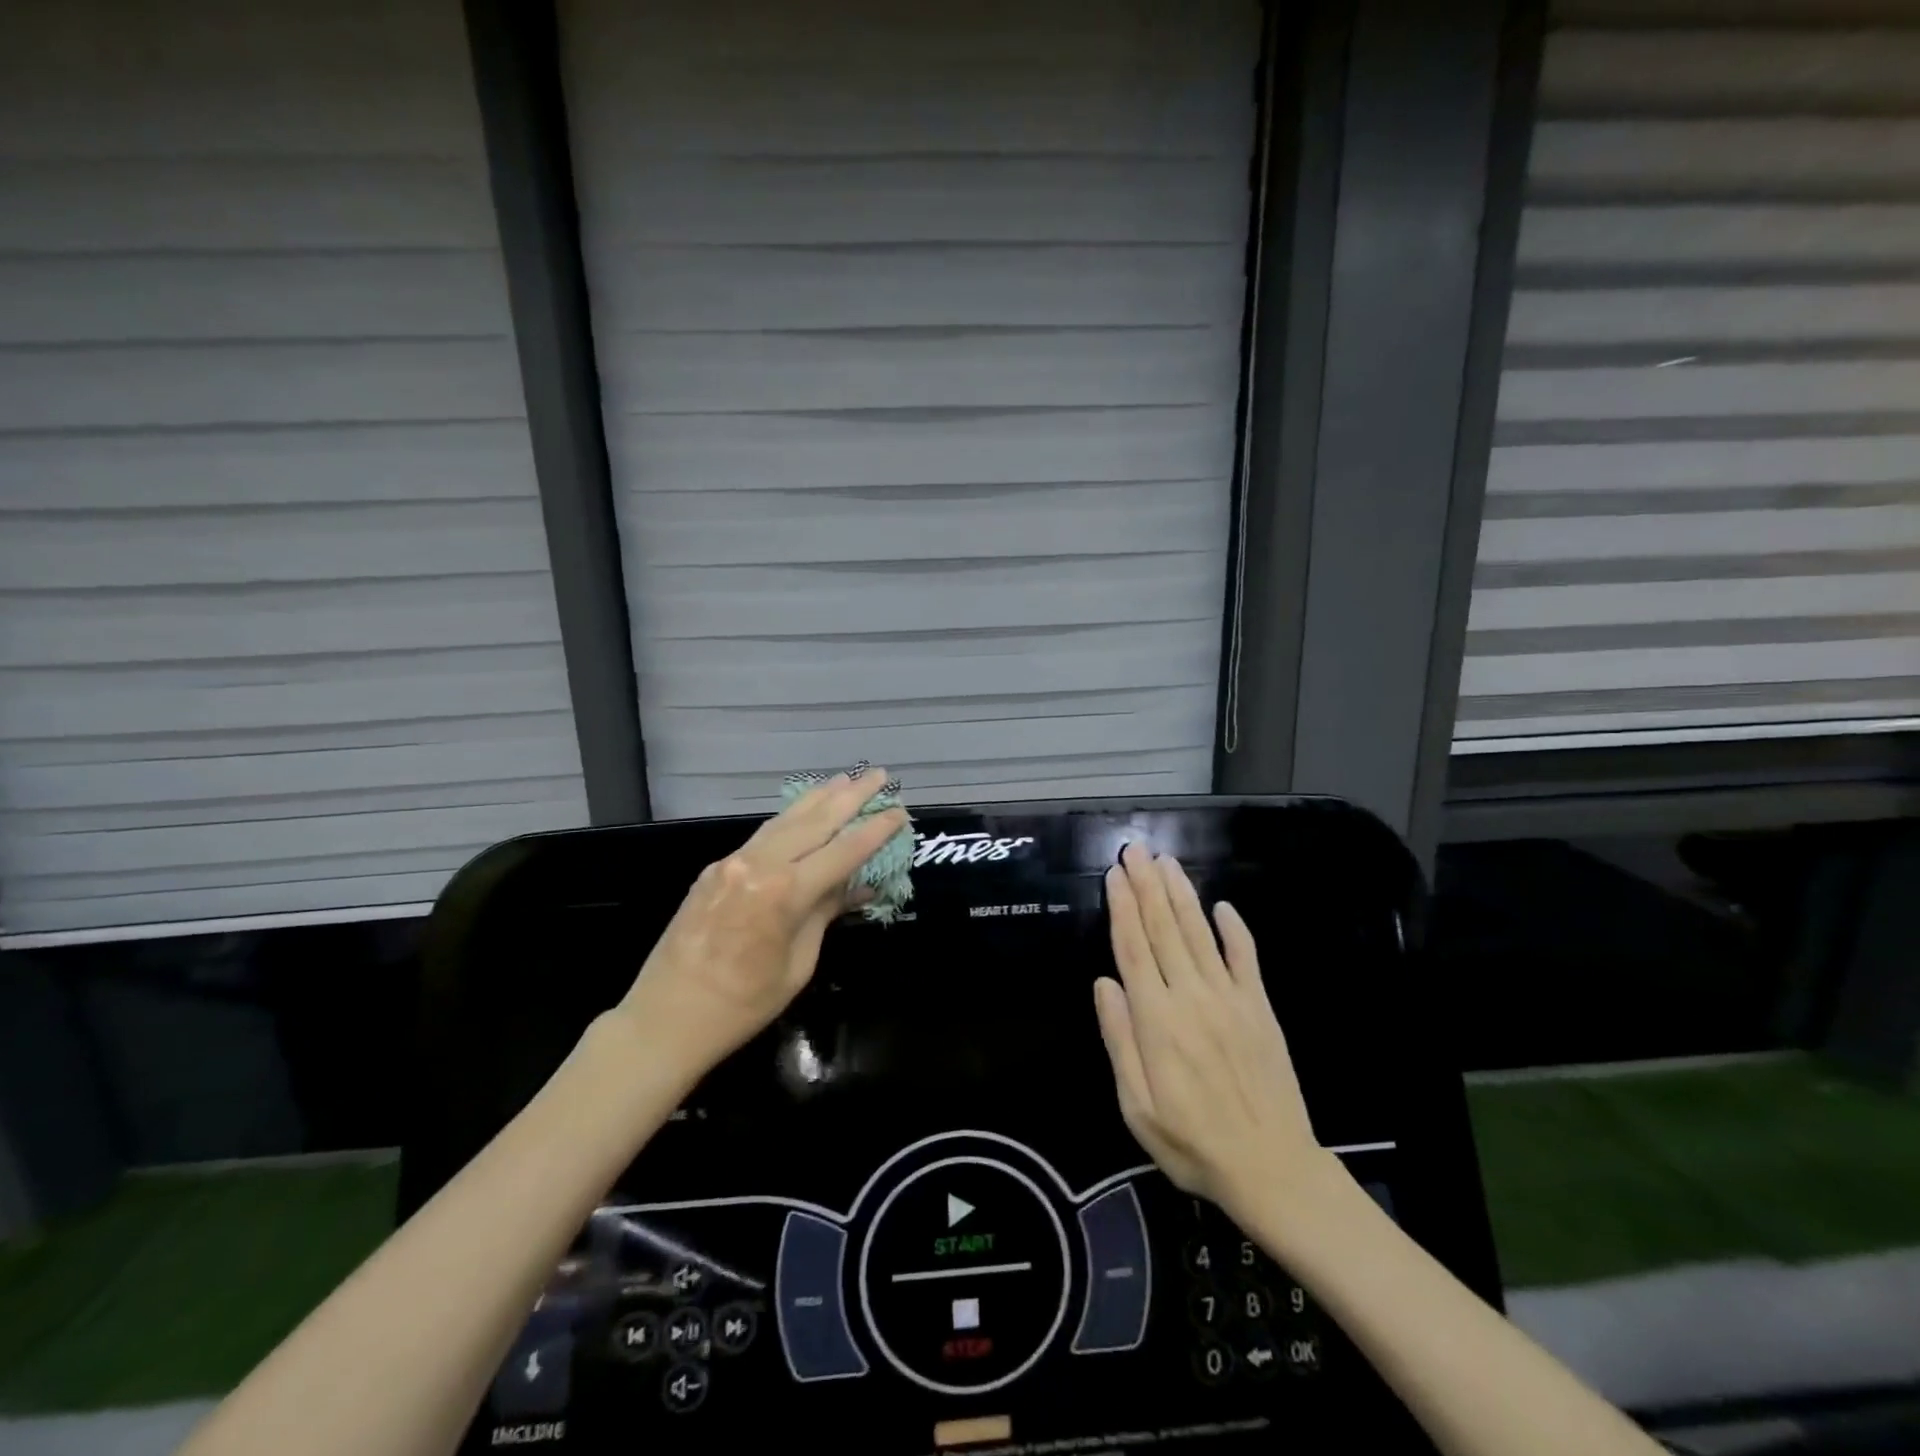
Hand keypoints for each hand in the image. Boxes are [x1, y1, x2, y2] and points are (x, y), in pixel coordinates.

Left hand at [616, 767, 908, 1078]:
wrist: (665, 1018)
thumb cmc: (743, 1005)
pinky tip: (803, 812)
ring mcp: (732, 862)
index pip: (843, 851)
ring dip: (818, 798)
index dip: (875, 831)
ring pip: (784, 820)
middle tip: (879, 775)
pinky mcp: (715, 869)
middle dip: (850, 796)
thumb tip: (855, 886)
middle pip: (815, 821)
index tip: (900, 811)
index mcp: (785, 893)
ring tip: (844, 780)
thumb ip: (824, 914)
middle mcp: (759, 865)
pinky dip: (789, 820)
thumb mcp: (798, 964)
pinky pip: (761, 836)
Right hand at [1094, 843, 1329, 1223]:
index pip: (1133, 948)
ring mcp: (1230, 998)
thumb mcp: (1136, 1106)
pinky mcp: (1259, 1008)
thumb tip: (1104, 982)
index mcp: (1156, 1020)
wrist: (1272, 1169)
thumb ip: (1119, 1040)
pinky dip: (1234, 928)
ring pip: (1199, 933)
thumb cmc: (1192, 1142)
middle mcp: (1191, 997)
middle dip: (1146, 886)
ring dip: (1181, 895)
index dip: (1122, 907)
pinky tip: (1221, 905)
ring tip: (1166, 862)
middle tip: (1136, 849)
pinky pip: (1245, 958)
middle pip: (1164, 929)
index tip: (1115, 873)